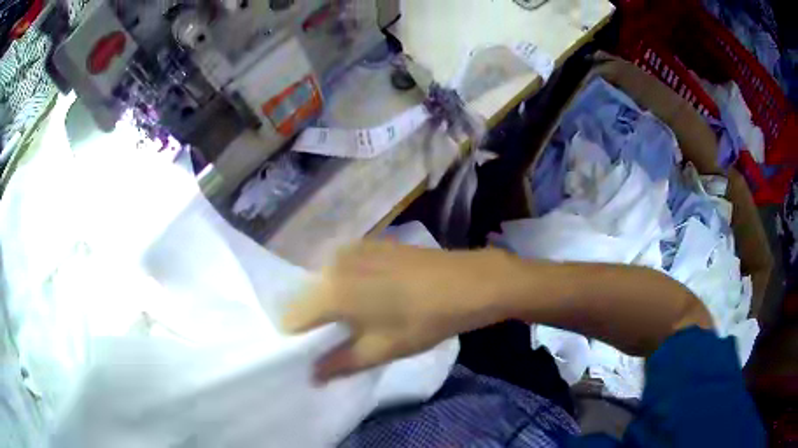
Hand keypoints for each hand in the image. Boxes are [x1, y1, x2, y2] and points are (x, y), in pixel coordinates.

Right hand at [282, 241, 510, 381]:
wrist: (468, 282)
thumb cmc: (422, 320)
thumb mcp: (380, 350)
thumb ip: (339, 364)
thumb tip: (311, 376)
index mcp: (329, 290)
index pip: (292, 317)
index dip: (300, 339)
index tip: (317, 352)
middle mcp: (333, 262)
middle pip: (308, 297)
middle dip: (318, 321)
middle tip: (344, 339)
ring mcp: (353, 248)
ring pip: (326, 282)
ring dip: (334, 302)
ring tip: (364, 319)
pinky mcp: (371, 243)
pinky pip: (344, 269)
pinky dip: (349, 285)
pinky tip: (377, 296)